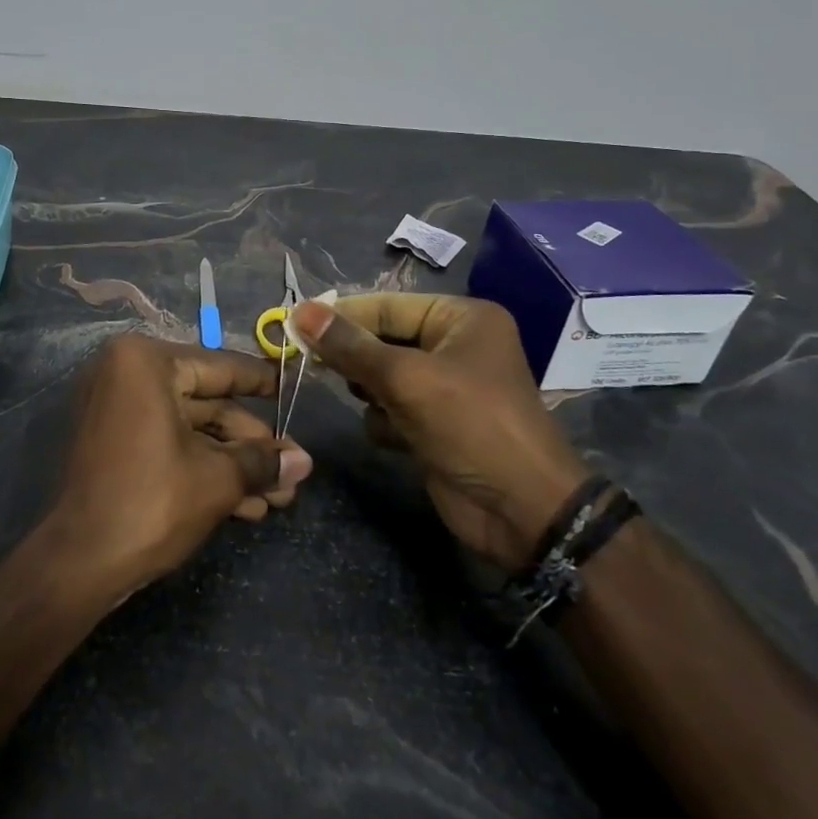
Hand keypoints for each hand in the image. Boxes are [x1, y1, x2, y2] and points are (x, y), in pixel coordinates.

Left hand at [50, 334, 313, 597]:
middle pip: (207, 404)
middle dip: (251, 446)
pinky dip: (201, 467)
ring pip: (190, 429)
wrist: (78, 563)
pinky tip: (244, 505)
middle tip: (291, 472)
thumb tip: (304, 461)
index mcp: (146, 362)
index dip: (263, 382)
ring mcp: (115, 409)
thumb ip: (262, 462)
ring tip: (278, 499)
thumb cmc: (151, 502)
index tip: (294, 387)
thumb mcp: (217, 479)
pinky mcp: (112, 443)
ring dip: (233, 464)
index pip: (220, 367)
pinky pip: (166, 443)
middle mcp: (126, 373)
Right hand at [291, 295, 589, 570]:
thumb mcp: (406, 379)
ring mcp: (446, 387)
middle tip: (316, 366)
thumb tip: (299, 311)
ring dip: (371, 393)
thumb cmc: (471, 426)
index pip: (387, 306)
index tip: (294, 325)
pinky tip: (395, 438)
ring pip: (382, 376)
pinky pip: (392, 408)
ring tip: (377, 406)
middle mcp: (455, 346)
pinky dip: (385, 421)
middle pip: (383, 340)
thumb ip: (350, 346)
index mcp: (462, 319)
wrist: (522, 512)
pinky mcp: (436, 424)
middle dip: (356, 359)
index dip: (342, 316)